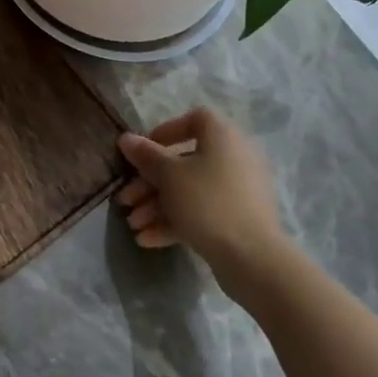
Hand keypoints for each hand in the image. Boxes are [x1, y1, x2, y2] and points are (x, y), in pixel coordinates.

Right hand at [117, 108, 298, 303]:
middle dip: (149, 182)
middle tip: (125, 200)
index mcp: (223, 137)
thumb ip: (146, 155)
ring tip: (133, 225)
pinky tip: (147, 240)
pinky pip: (201, 212)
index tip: (143, 151)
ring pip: (189, 191)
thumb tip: (126, 138)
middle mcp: (234, 158)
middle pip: (184, 162)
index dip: (165, 131)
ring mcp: (237, 191)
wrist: (251, 256)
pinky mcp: (237, 219)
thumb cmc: (206, 201)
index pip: (194, 120)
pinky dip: (175, 222)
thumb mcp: (168, 175)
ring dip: (157, 205)